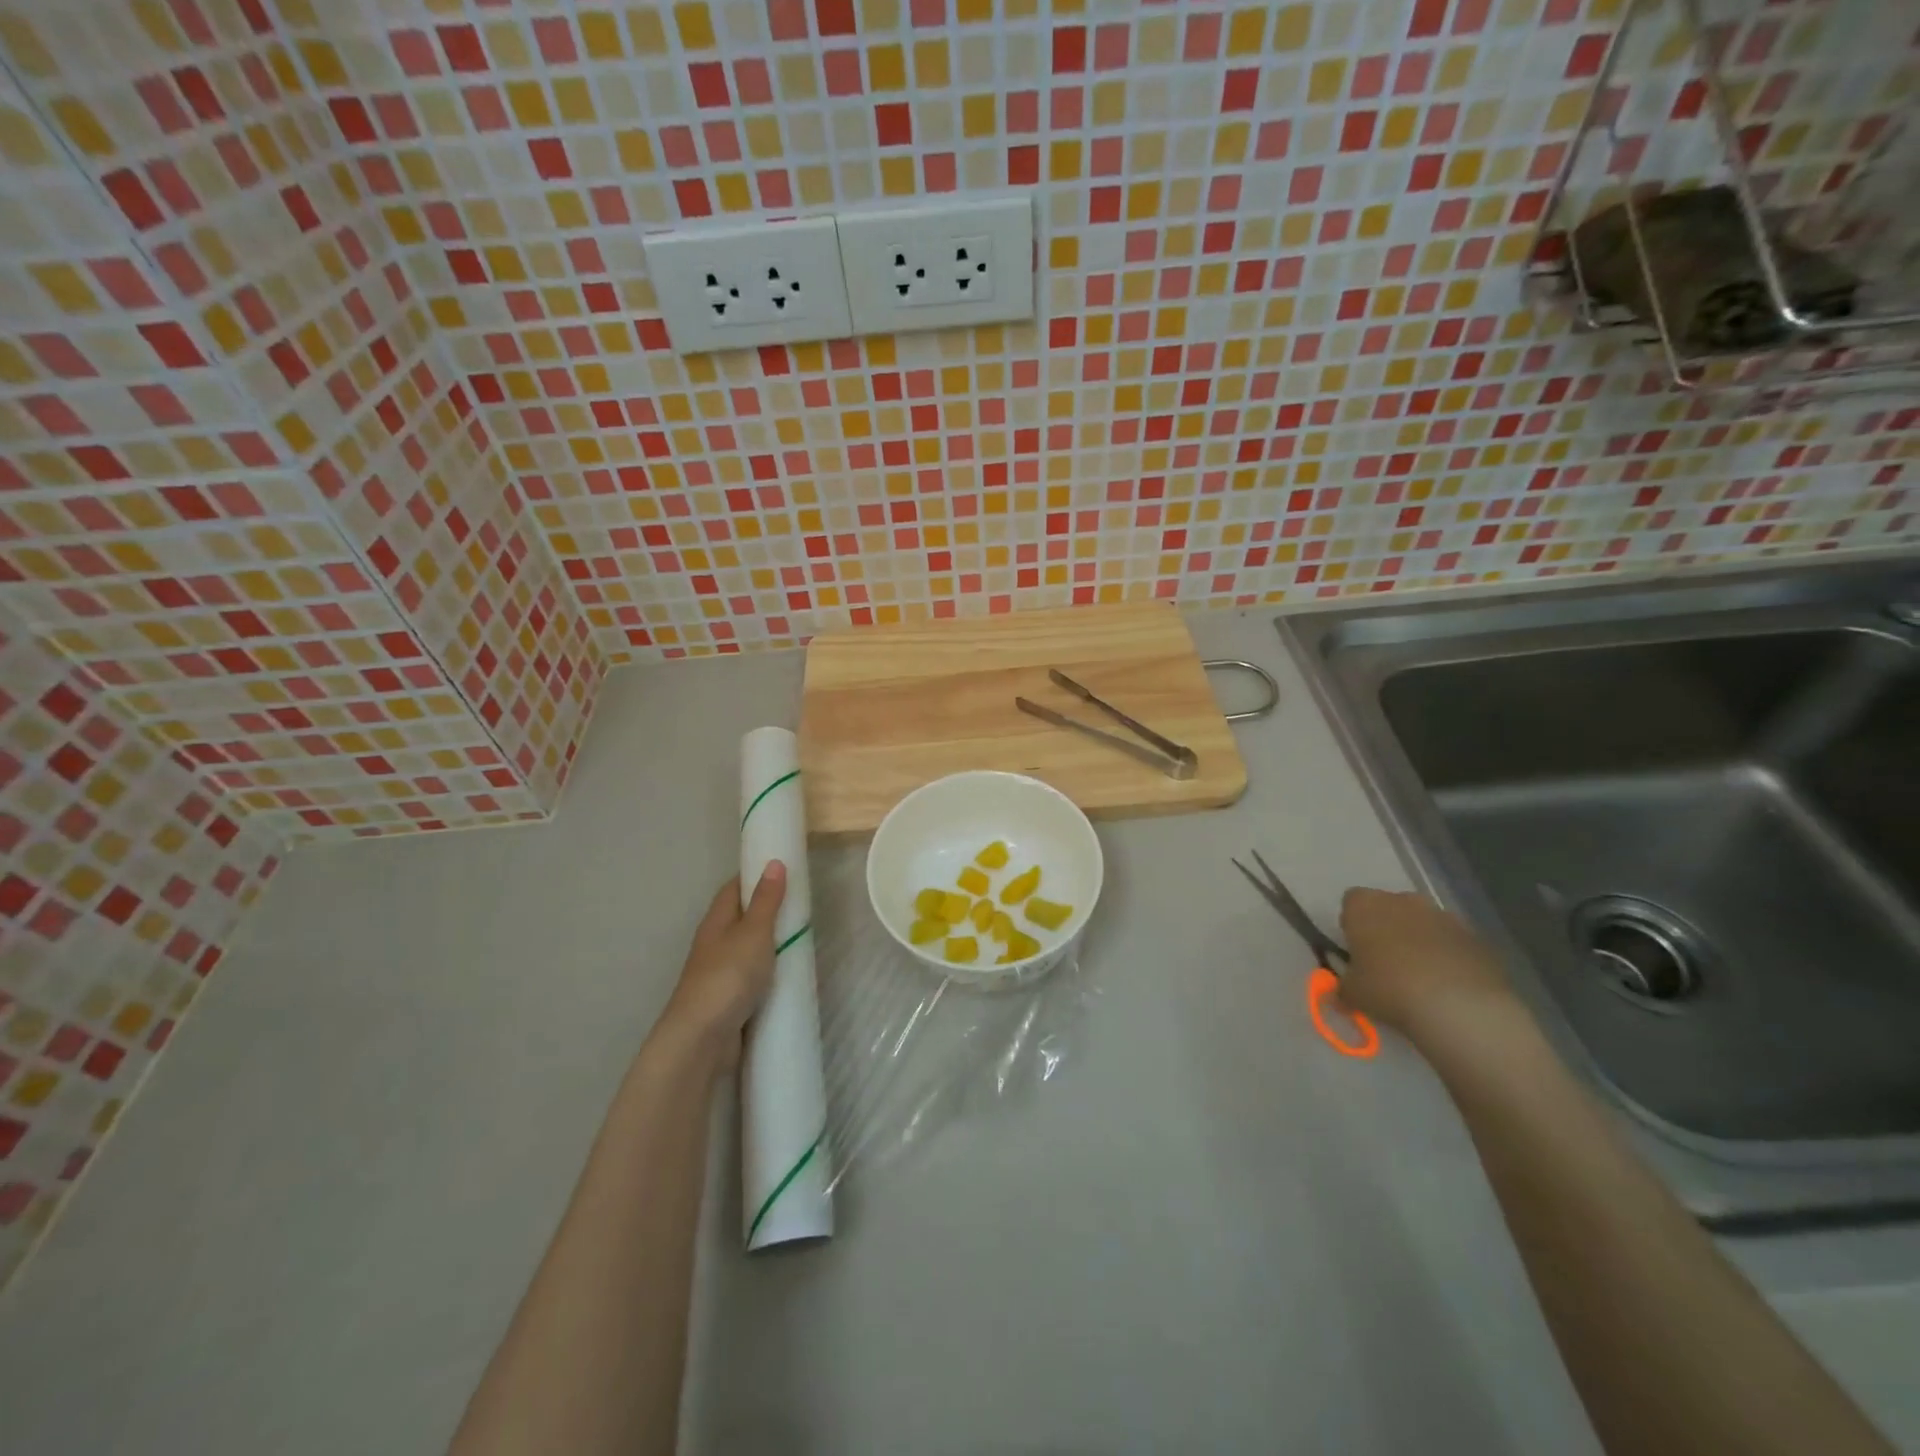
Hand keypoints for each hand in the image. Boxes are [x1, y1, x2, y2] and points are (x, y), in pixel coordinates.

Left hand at [656, 863, 786, 1075]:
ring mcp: (721, 973)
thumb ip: (767, 900)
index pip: (735, 888)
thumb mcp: (754, 932)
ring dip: (771, 943)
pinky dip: (771, 972)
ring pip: (749, 949)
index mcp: (716, 921)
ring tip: (803, 938)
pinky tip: (790, 976)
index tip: (784, 869)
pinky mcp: (730, 1000)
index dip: (756, 875)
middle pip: (742, 918)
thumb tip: (774, 862)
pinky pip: (754, 977)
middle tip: (802, 905)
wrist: (702, 1039)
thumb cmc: (728, 976)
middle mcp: (715, 943)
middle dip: (768, 910)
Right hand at [1337, 888, 1515, 1041]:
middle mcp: (1403, 901)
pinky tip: (1448, 985)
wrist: (1461, 1007)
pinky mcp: (1476, 937)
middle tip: (1386, 963)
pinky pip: (1452, 942)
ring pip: (1424, 923)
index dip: (1352, 924)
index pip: (1351, 901)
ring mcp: (1443, 916)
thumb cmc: (1390, 989)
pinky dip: (1448, 956)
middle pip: (1390, 908)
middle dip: (1387, 929)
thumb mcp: (1352, 994)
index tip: (1356, 950)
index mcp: (1365, 905)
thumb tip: (1340, 994)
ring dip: (1420, 941)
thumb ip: (1342, 987)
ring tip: (1420, 978)